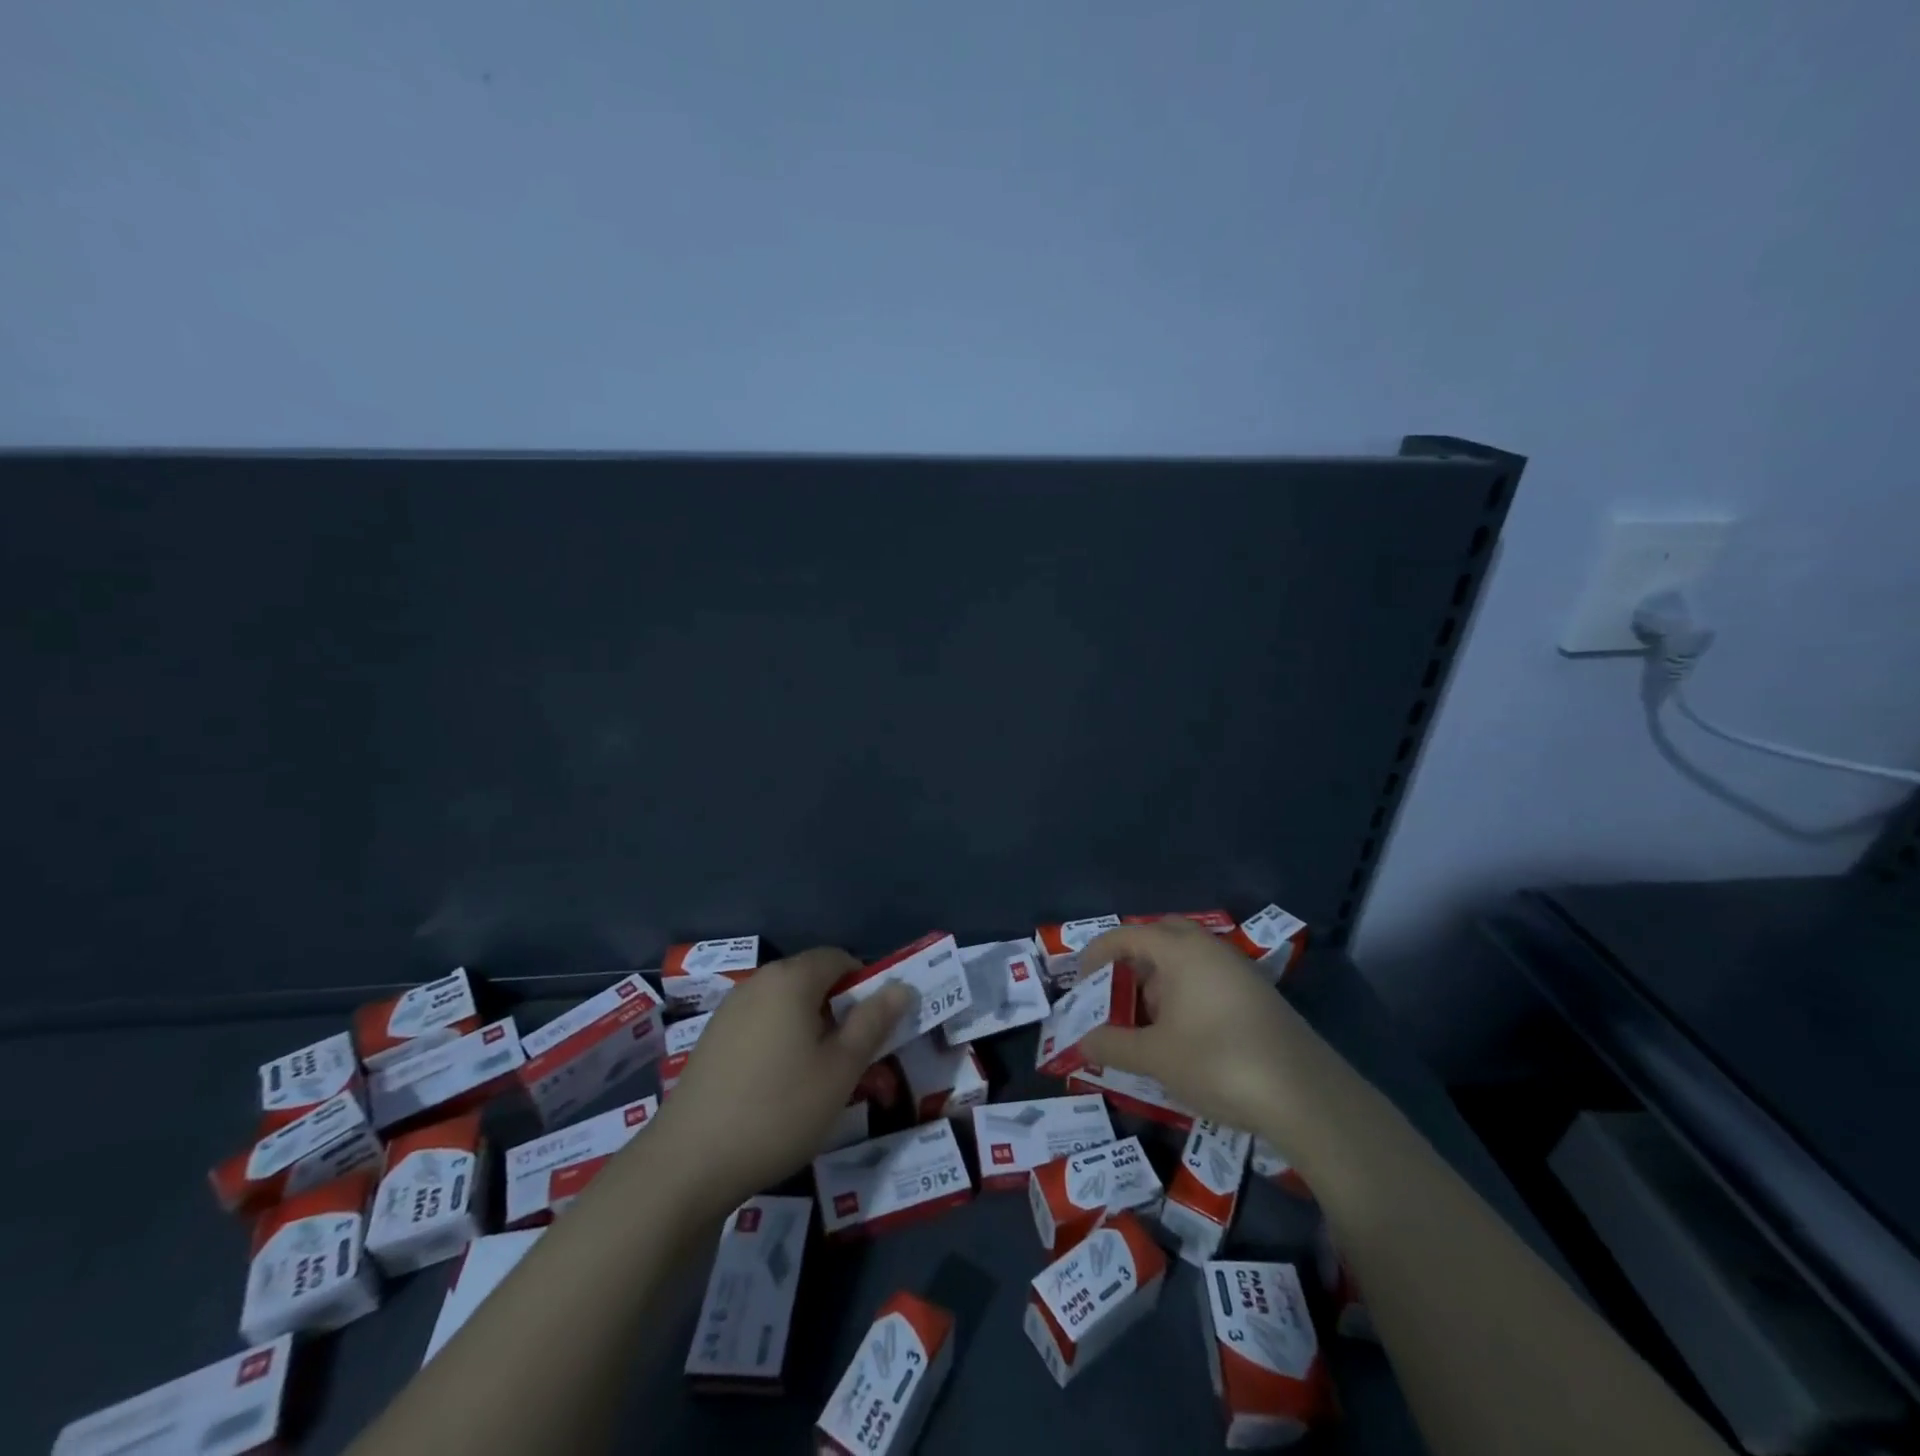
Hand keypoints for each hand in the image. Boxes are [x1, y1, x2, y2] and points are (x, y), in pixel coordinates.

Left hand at [647, 947, 912, 1214]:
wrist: (689, 1162)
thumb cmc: (778, 1110)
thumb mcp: (841, 1070)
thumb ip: (873, 1022)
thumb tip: (900, 987)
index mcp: (791, 979)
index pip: (839, 958)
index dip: (864, 985)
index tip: (873, 1027)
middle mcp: (758, 982)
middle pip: (810, 978)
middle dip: (837, 1007)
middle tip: (850, 1056)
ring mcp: (729, 1009)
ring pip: (784, 1003)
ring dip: (808, 1025)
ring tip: (815, 1075)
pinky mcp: (711, 1038)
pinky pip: (759, 1023)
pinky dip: (779, 1039)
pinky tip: (776, 1085)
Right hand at [1078, 920, 1323, 1141]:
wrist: (1305, 1096)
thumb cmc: (1218, 1062)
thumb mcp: (1155, 1057)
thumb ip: (1113, 1045)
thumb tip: (1083, 1042)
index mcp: (1180, 950)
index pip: (1127, 935)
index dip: (1097, 954)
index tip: (1080, 982)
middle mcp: (1210, 949)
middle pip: (1161, 936)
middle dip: (1133, 958)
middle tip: (1116, 990)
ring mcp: (1238, 971)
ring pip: (1188, 958)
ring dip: (1161, 978)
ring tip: (1146, 1020)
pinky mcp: (1258, 996)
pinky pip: (1209, 978)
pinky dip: (1186, 993)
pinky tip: (1184, 1034)